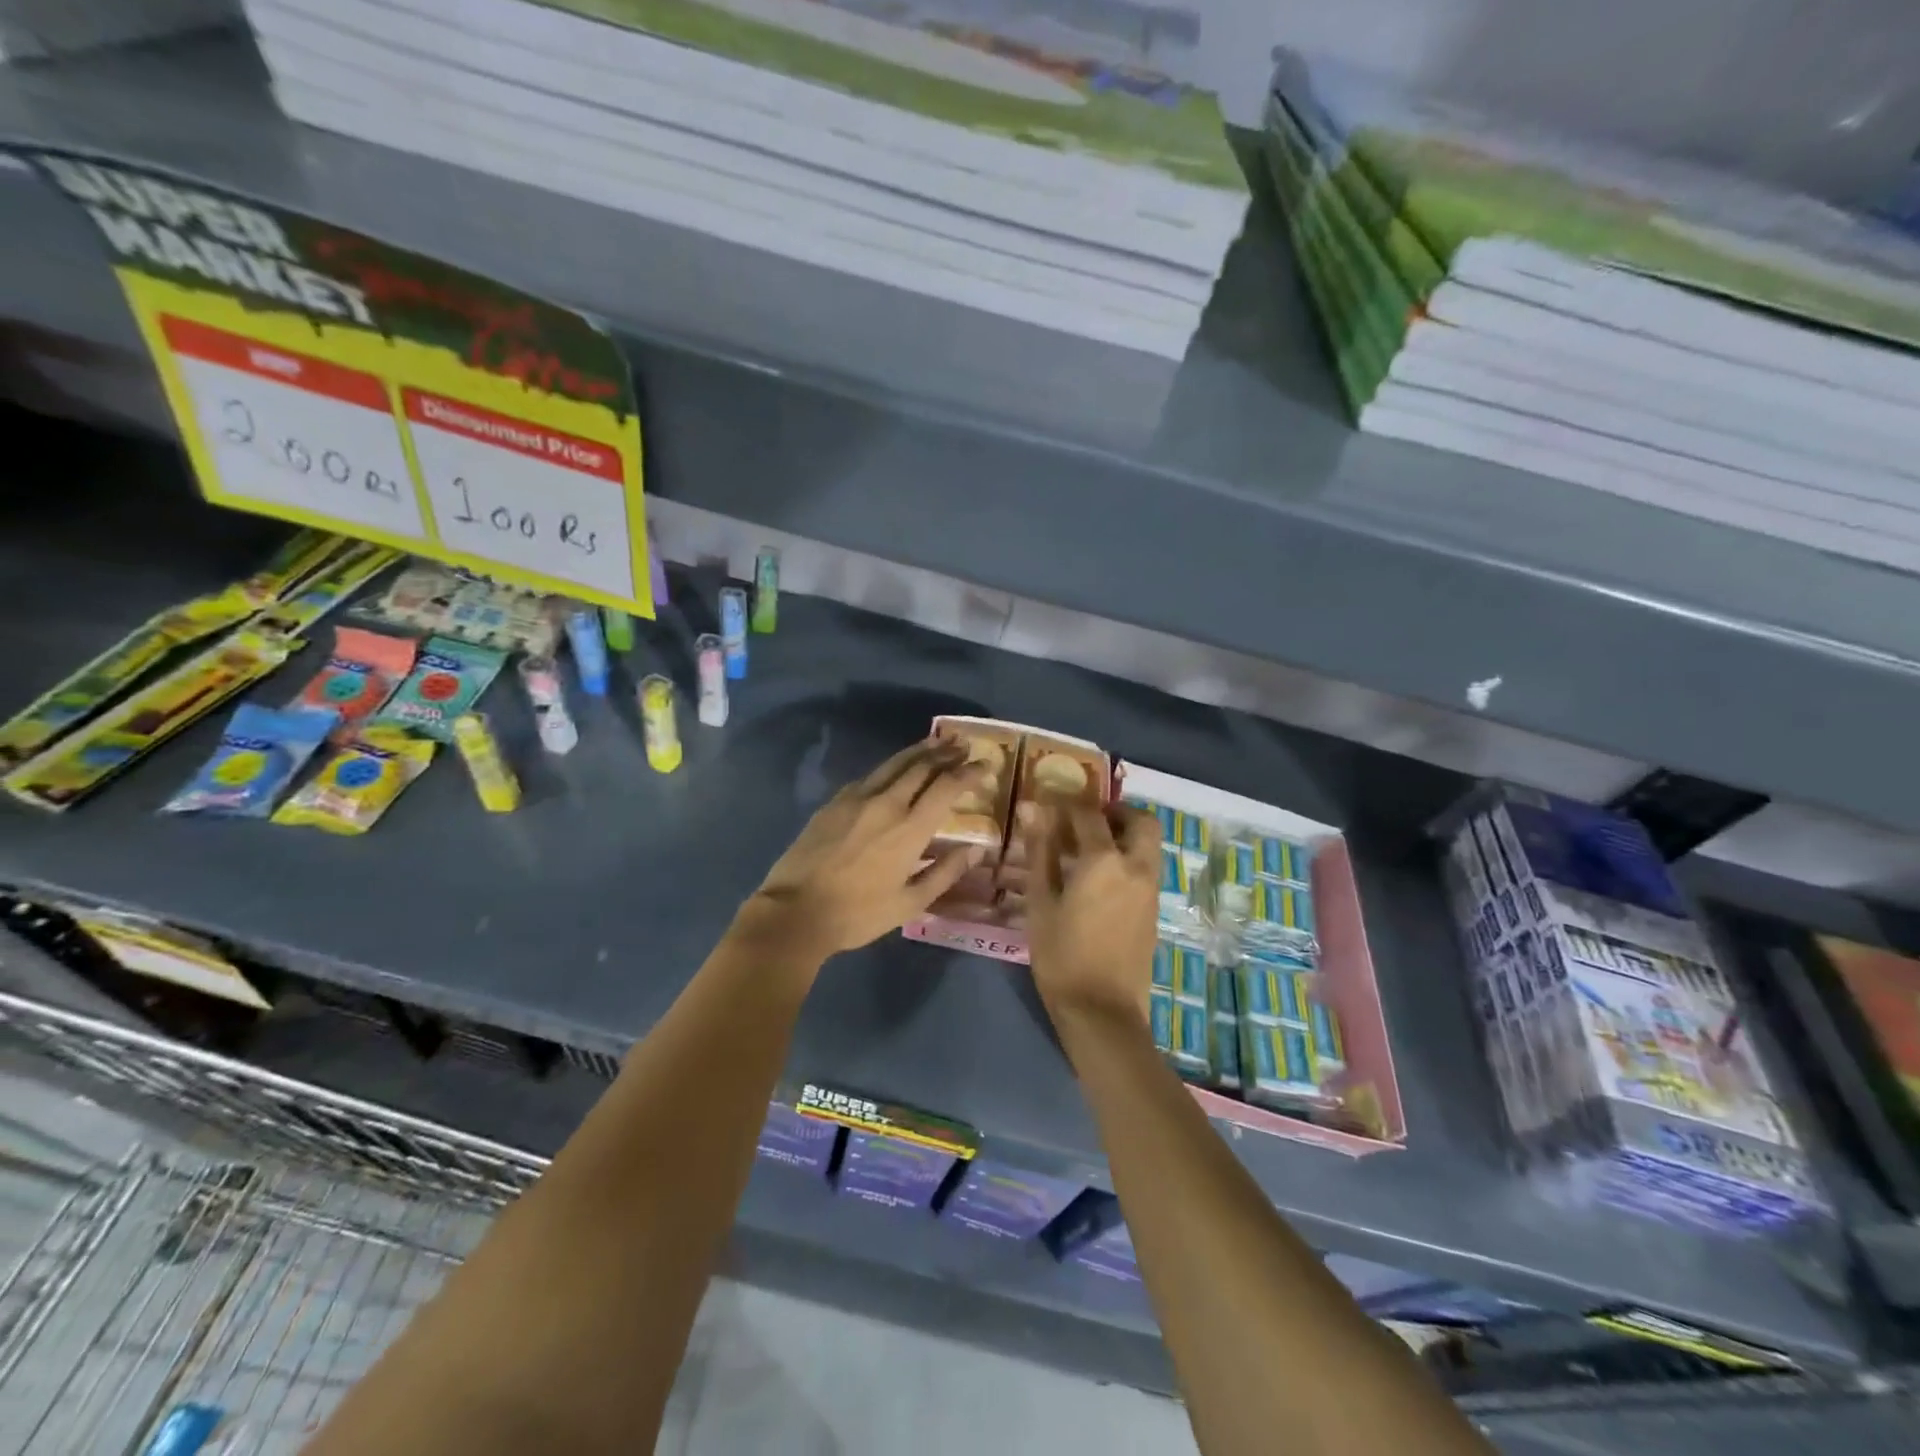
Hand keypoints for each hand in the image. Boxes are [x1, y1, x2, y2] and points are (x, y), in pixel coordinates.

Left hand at [744, 740, 984, 959]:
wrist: (795, 911)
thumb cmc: (858, 914)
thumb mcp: (910, 903)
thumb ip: (945, 872)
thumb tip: (975, 850)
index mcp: (910, 828)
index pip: (947, 787)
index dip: (969, 772)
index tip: (986, 764)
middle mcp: (887, 803)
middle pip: (922, 766)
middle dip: (946, 753)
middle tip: (963, 745)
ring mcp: (857, 798)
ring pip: (894, 764)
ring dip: (919, 751)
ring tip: (937, 742)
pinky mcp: (834, 802)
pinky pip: (870, 776)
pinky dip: (891, 767)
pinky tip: (894, 770)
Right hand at [1025, 802, 1160, 1025]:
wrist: (1103, 1012)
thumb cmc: (1062, 956)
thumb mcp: (1041, 903)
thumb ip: (1040, 852)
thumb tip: (1032, 810)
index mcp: (1104, 861)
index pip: (1088, 813)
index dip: (1067, 804)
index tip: (1049, 805)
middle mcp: (1136, 866)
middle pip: (1139, 819)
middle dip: (1114, 811)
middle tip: (1084, 821)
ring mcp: (1151, 888)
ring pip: (1149, 843)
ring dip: (1125, 833)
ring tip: (1089, 849)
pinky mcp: (1155, 909)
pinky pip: (1147, 866)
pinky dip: (1129, 856)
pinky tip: (1099, 877)